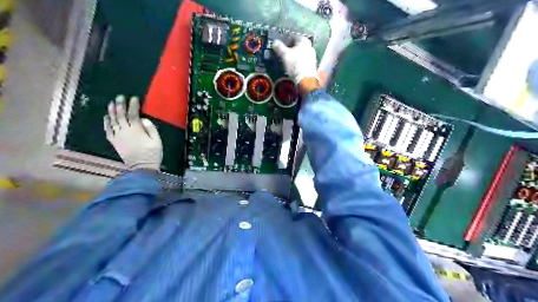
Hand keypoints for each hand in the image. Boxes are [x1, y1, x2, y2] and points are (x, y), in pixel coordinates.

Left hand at [104, 96, 162, 170]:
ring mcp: (118, 136)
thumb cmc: (152, 154)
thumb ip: (150, 128)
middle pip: (120, 115)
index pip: (133, 114)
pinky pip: (108, 130)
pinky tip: (106, 117)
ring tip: (111, 103)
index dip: (133, 105)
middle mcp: (125, 131)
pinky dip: (106, 123)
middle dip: (120, 105)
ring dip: (111, 111)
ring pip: (112, 121)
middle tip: (120, 96)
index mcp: (136, 130)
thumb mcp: (157, 140)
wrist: (142, 168)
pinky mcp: (114, 142)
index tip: (134, 98)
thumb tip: (143, 119)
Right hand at [274, 37, 317, 85]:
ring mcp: (312, 55)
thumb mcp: (284, 55)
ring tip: (288, 61)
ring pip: (301, 53)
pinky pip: (304, 60)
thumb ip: (279, 47)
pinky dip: (298, 62)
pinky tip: (294, 67)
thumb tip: (274, 42)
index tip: (281, 47)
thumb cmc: (295, 64)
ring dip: (294, 56)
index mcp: (303, 41)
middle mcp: (310, 46)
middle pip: (298, 45)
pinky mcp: (312, 65)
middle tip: (284, 54)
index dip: (286, 41)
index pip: (293, 37)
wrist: (306, 80)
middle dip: (290, 49)